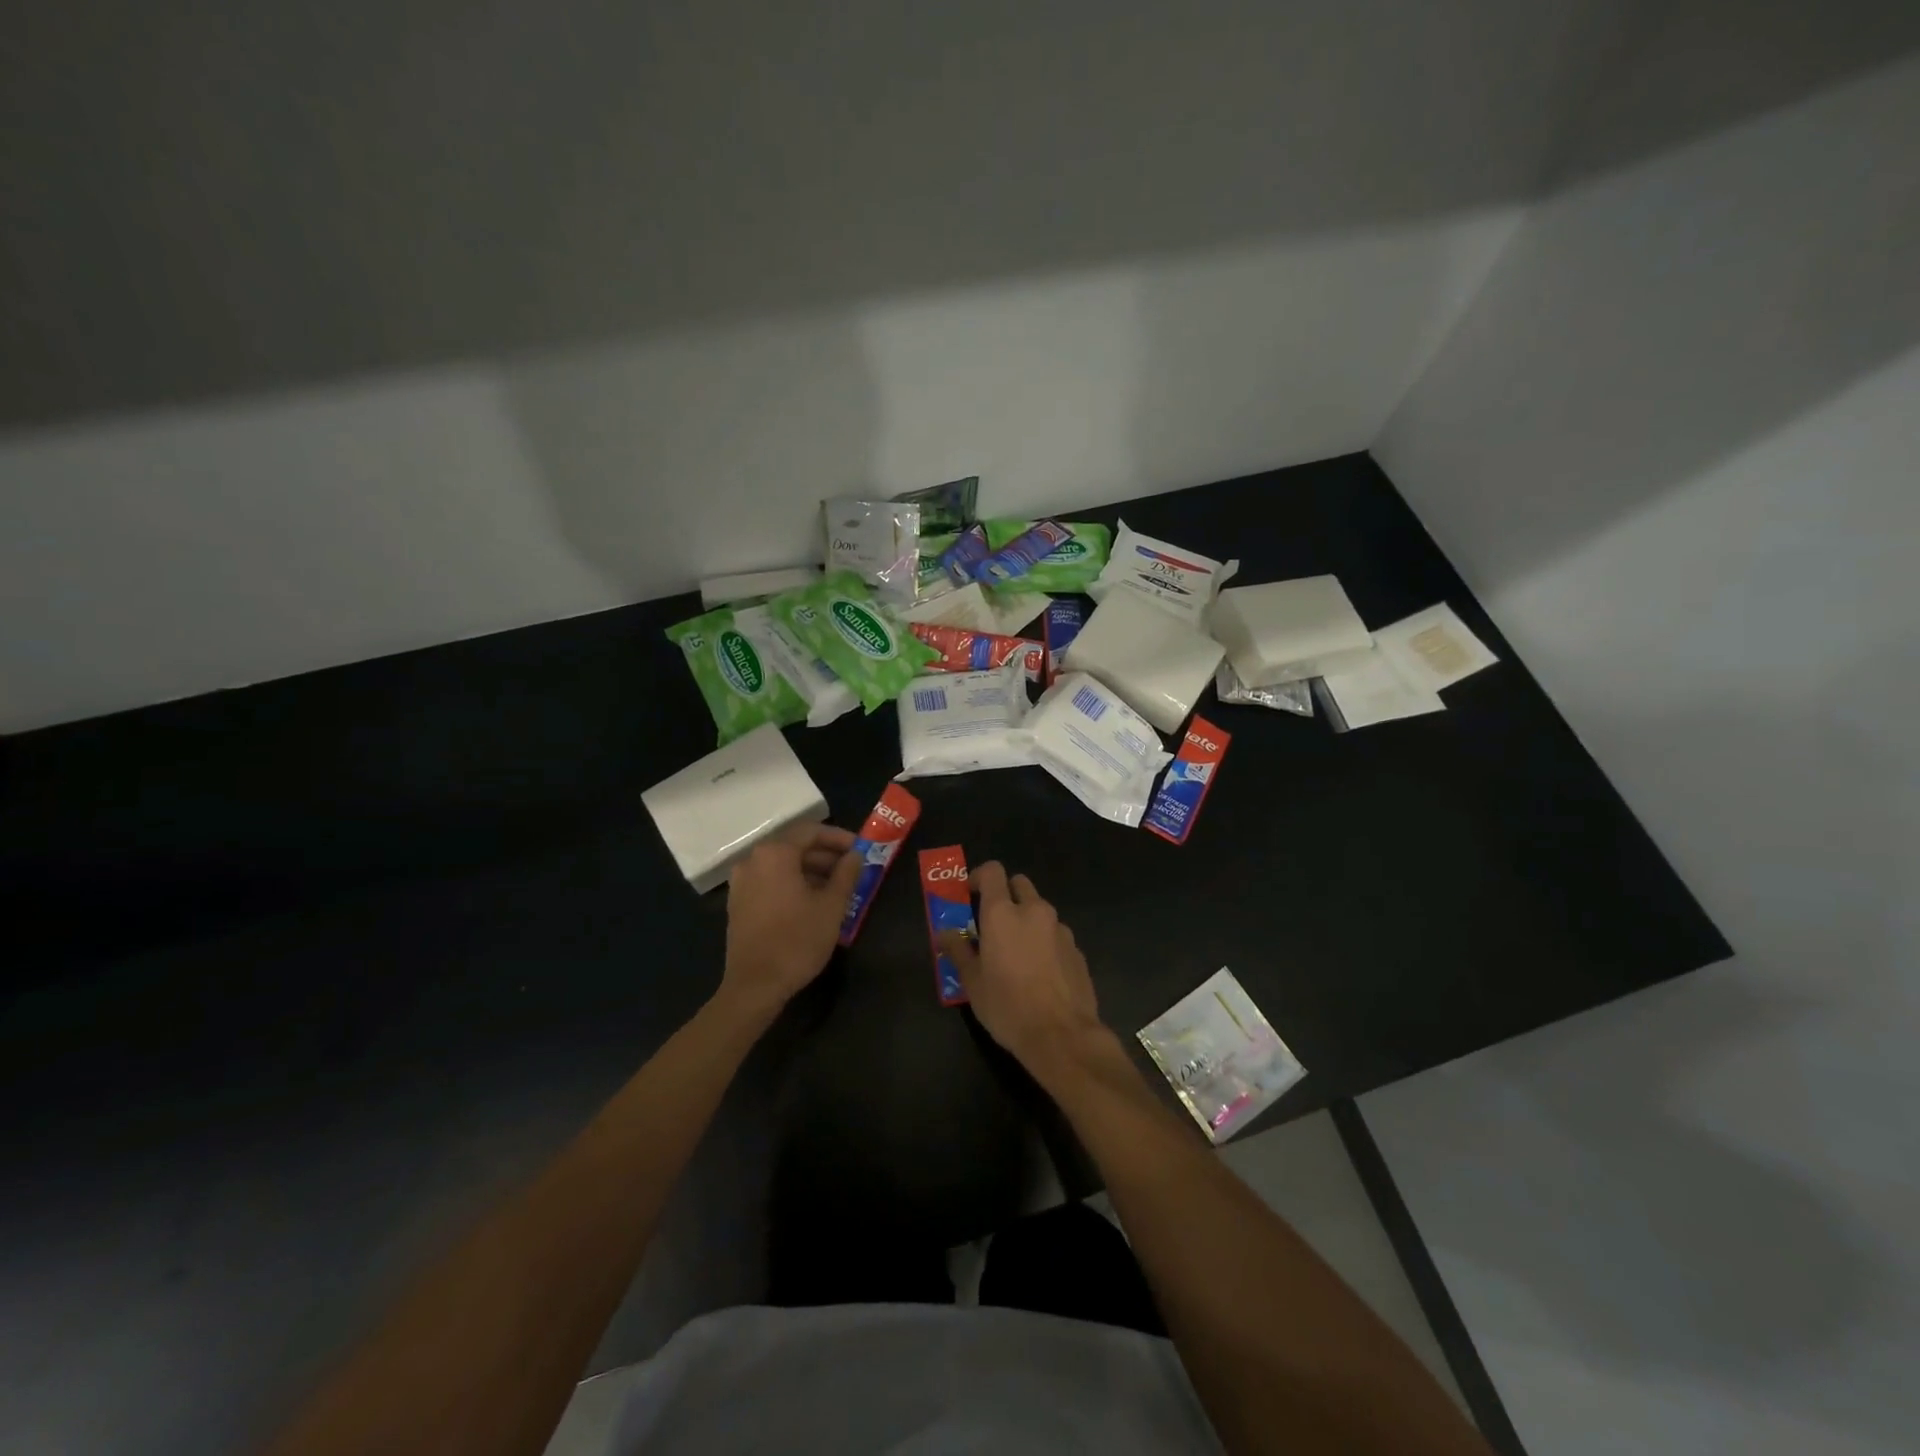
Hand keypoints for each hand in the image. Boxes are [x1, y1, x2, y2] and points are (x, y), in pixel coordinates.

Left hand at [721, 823, 862, 1018]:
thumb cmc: (797, 940)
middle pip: (795, 847)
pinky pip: (770, 881)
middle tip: (852, 869)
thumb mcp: (832, 906)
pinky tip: (813, 902)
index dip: (839, 838)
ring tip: (837, 888)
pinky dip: (793, 883)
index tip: (860, 849)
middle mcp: (753, 860)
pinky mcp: (739, 903)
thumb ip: (846, 874)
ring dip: (811, 871)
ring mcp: (742, 882)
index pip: (811, 832)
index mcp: (775, 854)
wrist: (755, 986)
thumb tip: (855, 855)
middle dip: (826, 855)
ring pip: (782, 865)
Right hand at [937, 862, 1106, 1075]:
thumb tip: (944, 933)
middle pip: (1019, 884)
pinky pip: (1055, 934)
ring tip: (1016, 953)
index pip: (993, 872)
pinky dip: (1044, 941)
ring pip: (1040, 910)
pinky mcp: (1077, 949)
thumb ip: (958, 951)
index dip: (979, 877)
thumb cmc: (1008, 1006)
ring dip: (1026, 920)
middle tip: (993, 923)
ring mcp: (1060, 929)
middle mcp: (1034, 911)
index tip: (969, 895)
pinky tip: (1039, 972)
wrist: (1062, 1036)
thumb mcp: (973, 982)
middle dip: (1006, 895)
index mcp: (1003, 913)